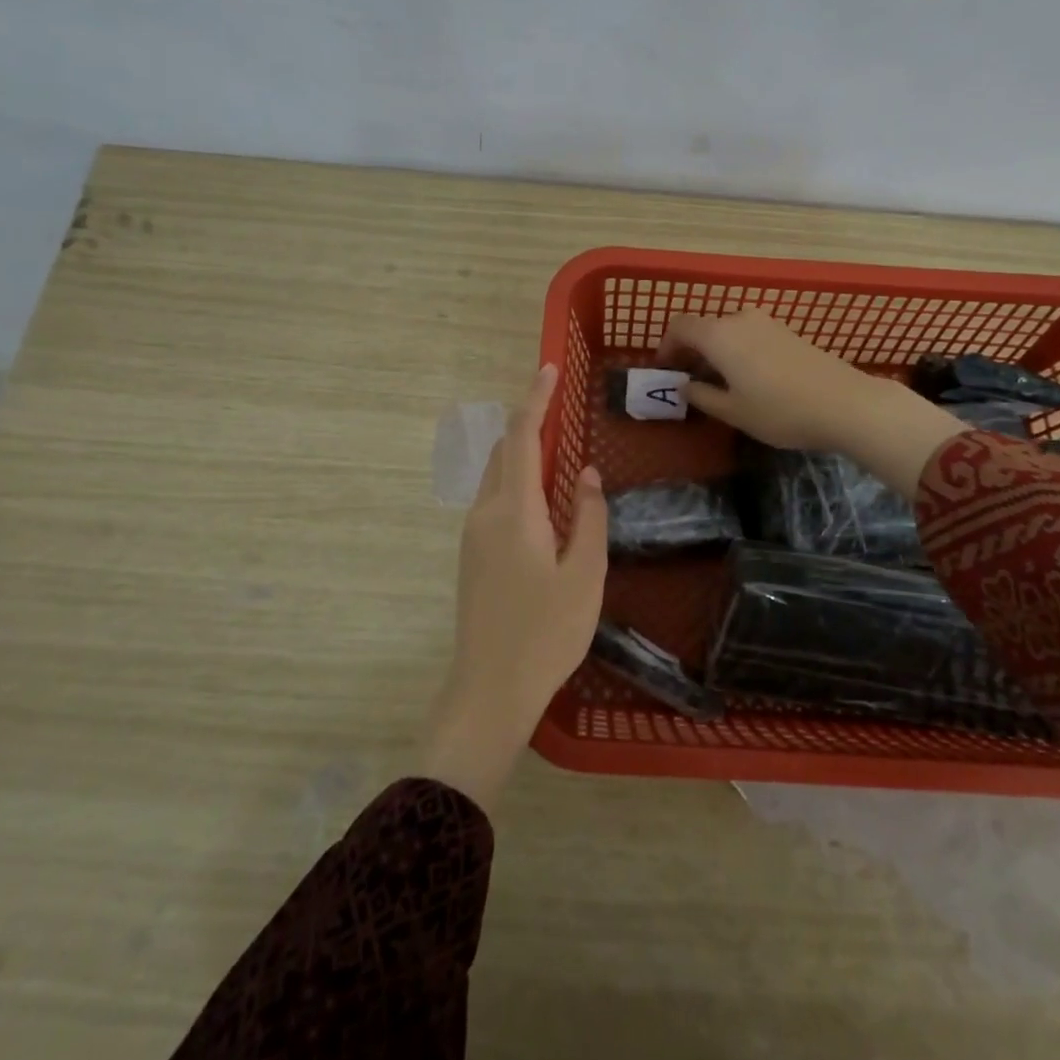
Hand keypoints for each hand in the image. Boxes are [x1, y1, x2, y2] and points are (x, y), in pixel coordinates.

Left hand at [419, 364, 607, 812]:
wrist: (488, 690)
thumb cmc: (546, 633)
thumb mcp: (585, 575)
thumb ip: (588, 517)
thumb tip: (585, 473)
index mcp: (513, 510)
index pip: (522, 437)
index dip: (535, 400)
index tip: (549, 369)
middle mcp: (485, 512)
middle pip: (503, 451)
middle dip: (528, 422)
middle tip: (560, 409)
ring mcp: (473, 535)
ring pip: (495, 475)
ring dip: (521, 453)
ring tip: (557, 451)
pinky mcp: (472, 555)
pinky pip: (493, 499)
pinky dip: (516, 481)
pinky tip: (542, 500)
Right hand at [658, 308, 965, 497]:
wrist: (845, 403)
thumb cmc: (780, 411)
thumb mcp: (734, 412)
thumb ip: (702, 396)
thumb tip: (685, 387)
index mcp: (719, 335)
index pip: (680, 326)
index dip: (666, 346)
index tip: (665, 370)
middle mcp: (740, 320)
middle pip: (704, 326)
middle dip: (691, 350)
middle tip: (688, 380)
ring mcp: (767, 323)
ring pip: (728, 330)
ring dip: (715, 350)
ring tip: (717, 381)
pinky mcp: (787, 331)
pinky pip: (749, 334)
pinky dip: (737, 349)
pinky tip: (747, 378)